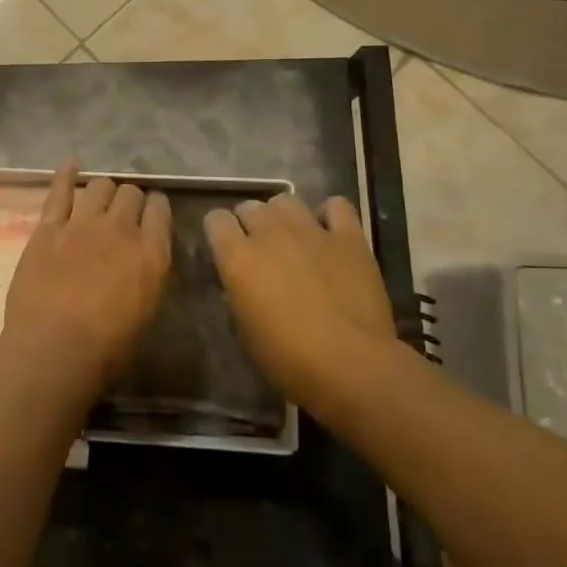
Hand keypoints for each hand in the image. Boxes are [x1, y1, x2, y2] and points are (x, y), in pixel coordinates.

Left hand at [2, 161, 171, 392]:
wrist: (54, 348)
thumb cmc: (106, 347)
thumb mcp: (145, 311)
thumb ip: (146, 276)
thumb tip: (141, 261)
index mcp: (151, 253)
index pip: (160, 210)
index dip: (156, 207)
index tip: (152, 211)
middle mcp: (120, 229)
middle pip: (130, 193)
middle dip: (129, 198)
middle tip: (123, 211)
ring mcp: (82, 224)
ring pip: (100, 185)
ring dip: (103, 189)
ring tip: (100, 198)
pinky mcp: (49, 227)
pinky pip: (59, 191)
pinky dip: (66, 174)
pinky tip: (71, 162)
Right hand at [203, 193, 397, 412]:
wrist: (352, 365)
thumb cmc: (289, 359)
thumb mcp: (246, 334)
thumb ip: (238, 299)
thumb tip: (237, 287)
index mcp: (238, 258)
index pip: (215, 220)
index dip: (219, 232)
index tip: (225, 248)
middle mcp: (270, 234)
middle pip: (250, 207)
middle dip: (250, 223)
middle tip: (259, 248)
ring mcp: (311, 231)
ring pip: (286, 200)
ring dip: (283, 215)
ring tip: (291, 236)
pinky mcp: (349, 238)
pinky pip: (336, 206)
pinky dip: (330, 214)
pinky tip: (330, 232)